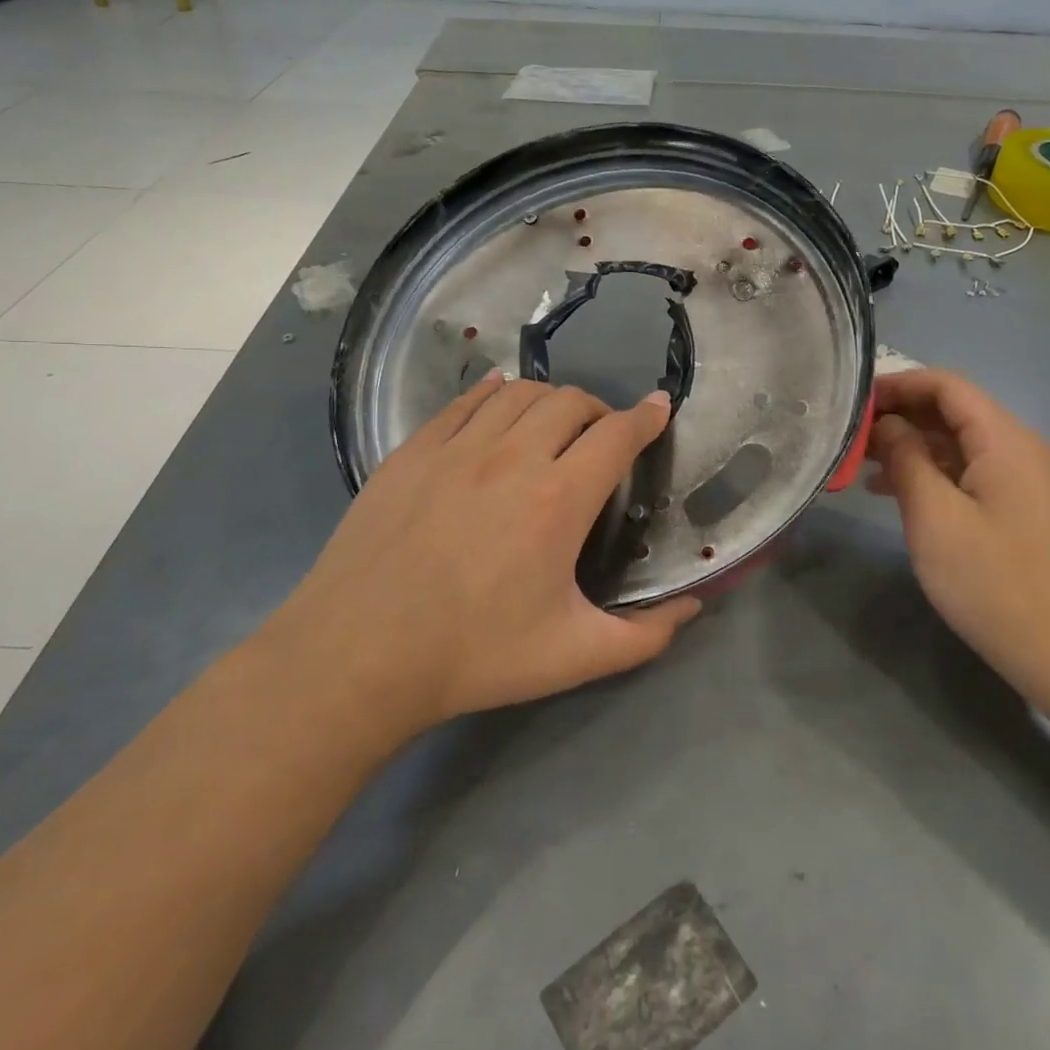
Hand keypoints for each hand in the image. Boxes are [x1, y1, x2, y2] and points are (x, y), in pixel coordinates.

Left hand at [269, 374, 700, 735]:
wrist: (358, 655)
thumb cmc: (474, 655)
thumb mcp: (573, 657)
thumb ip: (643, 635)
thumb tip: (690, 608)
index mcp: (558, 500)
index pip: (617, 435)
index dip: (646, 418)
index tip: (659, 408)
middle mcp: (512, 457)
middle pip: (571, 402)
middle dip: (600, 409)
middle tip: (603, 436)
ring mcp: (457, 448)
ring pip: (519, 393)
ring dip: (550, 400)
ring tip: (554, 424)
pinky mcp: (413, 451)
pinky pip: (464, 401)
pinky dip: (492, 393)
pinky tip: (496, 399)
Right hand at [866, 369, 1049, 712]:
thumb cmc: (994, 583)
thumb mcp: (934, 518)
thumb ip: (906, 459)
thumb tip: (888, 424)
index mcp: (1008, 441)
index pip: (949, 386)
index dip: (899, 384)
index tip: (855, 401)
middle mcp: (1028, 450)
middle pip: (958, 413)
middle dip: (904, 417)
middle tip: (853, 437)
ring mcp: (1034, 482)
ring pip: (966, 446)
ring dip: (917, 448)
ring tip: (866, 467)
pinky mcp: (1032, 512)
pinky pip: (979, 475)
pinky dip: (939, 475)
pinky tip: (903, 495)